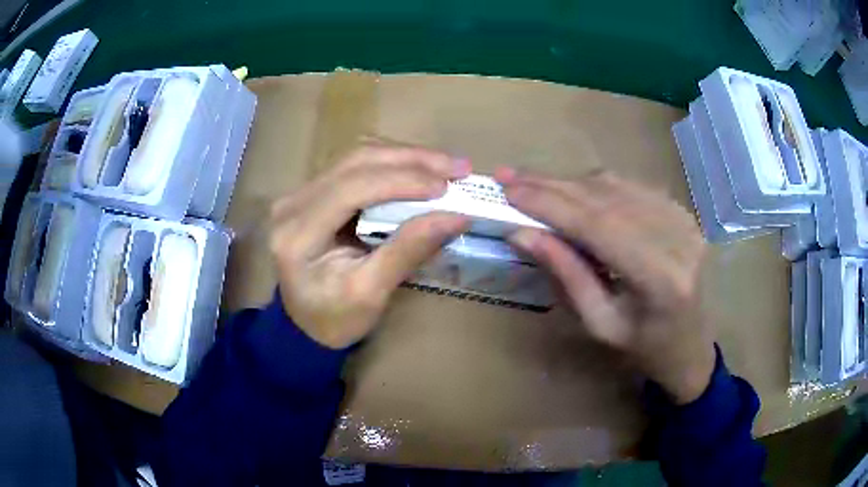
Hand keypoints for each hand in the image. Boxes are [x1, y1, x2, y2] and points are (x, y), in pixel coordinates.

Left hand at [269, 141, 470, 348]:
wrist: (306, 325)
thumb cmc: (335, 319)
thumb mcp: (371, 294)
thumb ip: (409, 251)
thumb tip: (457, 217)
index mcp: (297, 232)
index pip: (352, 188)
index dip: (402, 180)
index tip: (447, 187)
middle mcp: (292, 202)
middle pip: (355, 162)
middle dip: (411, 160)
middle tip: (458, 168)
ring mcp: (301, 193)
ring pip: (358, 158)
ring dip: (406, 158)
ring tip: (447, 167)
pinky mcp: (314, 192)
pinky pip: (357, 168)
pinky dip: (393, 166)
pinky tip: (421, 170)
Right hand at [496, 168, 714, 404]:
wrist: (692, 347)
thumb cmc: (645, 349)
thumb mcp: (599, 324)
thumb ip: (566, 274)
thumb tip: (522, 233)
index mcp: (660, 278)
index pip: (599, 226)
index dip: (551, 204)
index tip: (509, 191)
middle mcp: (677, 239)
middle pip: (607, 199)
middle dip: (553, 186)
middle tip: (510, 177)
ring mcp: (684, 220)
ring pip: (618, 186)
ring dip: (571, 183)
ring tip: (533, 184)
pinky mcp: (683, 213)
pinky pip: (632, 187)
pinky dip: (596, 187)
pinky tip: (571, 191)